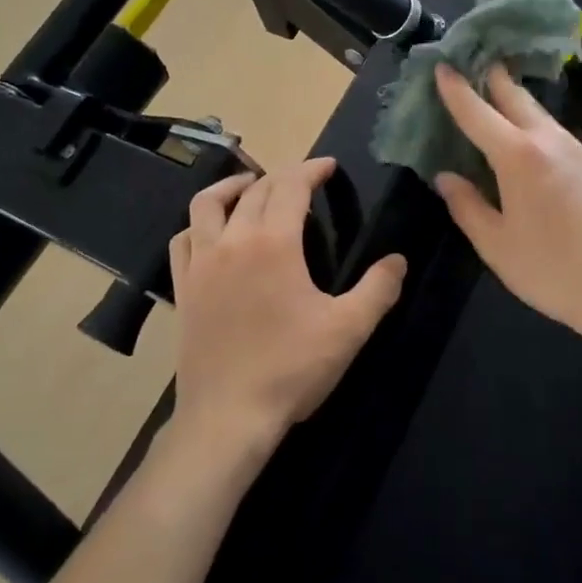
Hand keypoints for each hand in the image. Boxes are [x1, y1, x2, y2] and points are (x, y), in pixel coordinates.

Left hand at [169, 157, 407, 448]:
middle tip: (303, 181)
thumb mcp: (348, 329)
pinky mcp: (183, 288)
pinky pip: (183, 240)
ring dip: (232, 187)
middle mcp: (232, 241)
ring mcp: (201, 263)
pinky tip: (211, 233)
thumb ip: (378, 289)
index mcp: (273, 242)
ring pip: (207, 205)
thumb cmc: (291, 368)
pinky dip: (198, 224)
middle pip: (254, 190)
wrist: (228, 416)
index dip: (311, 170)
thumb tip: (398, 260)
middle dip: (282, 177)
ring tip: (250, 187)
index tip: (328, 167)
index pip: (291, 186)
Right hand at [433, 64, 581, 347]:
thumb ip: (467, 206)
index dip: (456, 90)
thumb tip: (446, 178)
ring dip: (517, 104)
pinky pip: (559, 137)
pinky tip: (533, 148)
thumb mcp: (495, 245)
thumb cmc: (551, 269)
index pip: (478, 113)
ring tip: (499, 104)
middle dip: (494, 79)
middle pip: (517, 98)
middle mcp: (550, 142)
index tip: (442, 66)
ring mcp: (580, 151)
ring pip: (542, 116)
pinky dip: (538, 130)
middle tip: (475, 65)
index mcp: (518, 157)